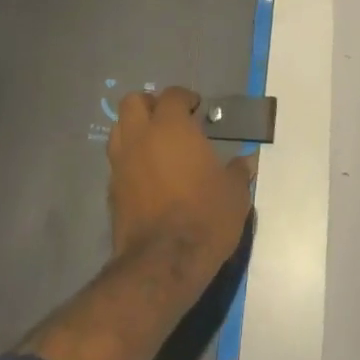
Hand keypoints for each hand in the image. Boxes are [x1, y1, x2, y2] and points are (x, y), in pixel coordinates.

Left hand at [107, 87, 256, 281]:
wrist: (163, 263)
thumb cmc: (205, 216)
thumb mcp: (234, 193)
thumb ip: (238, 171)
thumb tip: (247, 161)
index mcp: (171, 127)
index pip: (171, 95)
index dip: (185, 97)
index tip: (197, 108)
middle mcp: (141, 137)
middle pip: (133, 102)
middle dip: (150, 105)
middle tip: (170, 120)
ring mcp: (121, 164)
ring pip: (118, 129)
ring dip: (134, 130)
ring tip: (155, 145)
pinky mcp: (111, 191)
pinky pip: (117, 162)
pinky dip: (129, 160)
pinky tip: (147, 177)